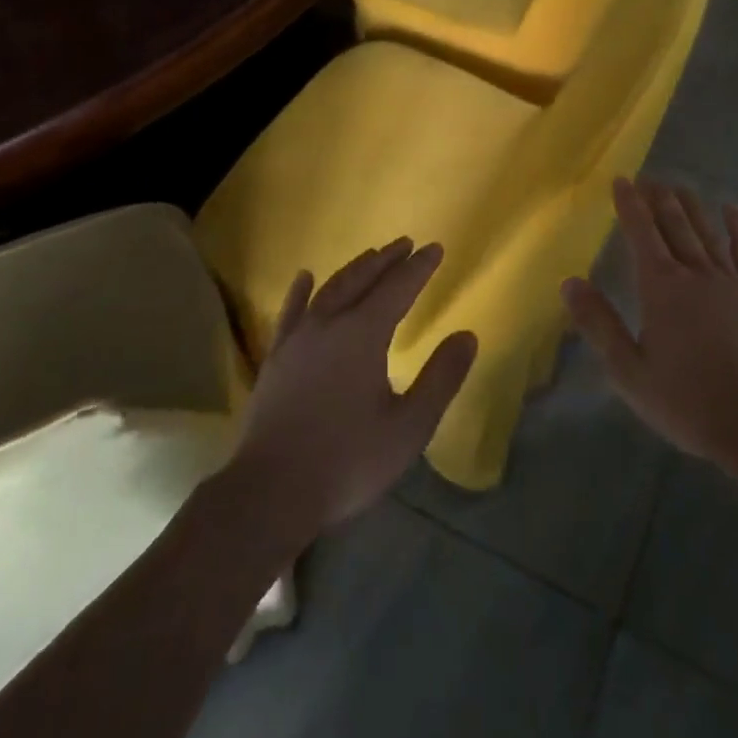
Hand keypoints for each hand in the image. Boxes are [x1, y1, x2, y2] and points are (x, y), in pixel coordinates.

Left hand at [229, 239, 477, 542]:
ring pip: (330, 289)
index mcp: (364, 334)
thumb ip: (441, 378)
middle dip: (387, 260)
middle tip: (406, 244)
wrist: (270, 493)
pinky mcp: (276, 358)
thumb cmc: (348, 461)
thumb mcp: (409, 426)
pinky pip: (291, 311)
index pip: (398, 288)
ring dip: (354, 269)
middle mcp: (329, 323)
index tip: (435, 248)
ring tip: (371, 255)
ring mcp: (297, 338)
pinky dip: (301, 291)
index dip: (419, 268)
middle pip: (362, 279)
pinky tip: (305, 277)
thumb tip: (467, 336)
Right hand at [563, 179, 737, 479]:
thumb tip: (569, 282)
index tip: (622, 179)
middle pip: (675, 226)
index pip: (641, 234)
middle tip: (649, 177)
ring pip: (708, 233)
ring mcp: (732, 283)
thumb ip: (599, 324)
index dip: (630, 205)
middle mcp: (696, 274)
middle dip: (659, 199)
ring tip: (681, 185)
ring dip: (692, 207)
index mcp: (661, 288)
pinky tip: (733, 212)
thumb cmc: (688, 401)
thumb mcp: (629, 371)